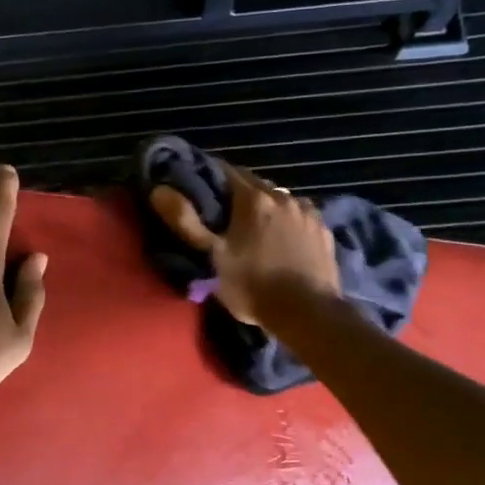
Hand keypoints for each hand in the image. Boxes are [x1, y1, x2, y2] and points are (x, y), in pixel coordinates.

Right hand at [150, 163, 338, 324]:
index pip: (226, 170)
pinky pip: (300, 216)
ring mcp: (308, 213)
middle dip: (237, 194)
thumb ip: (185, 222)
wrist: (308, 314)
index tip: (198, 189)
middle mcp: (283, 196)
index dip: (209, 177)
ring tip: (254, 230)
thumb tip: (159, 190)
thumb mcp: (211, 257)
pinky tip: (283, 241)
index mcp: (253, 198)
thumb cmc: (253, 285)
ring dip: (266, 207)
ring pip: (279, 200)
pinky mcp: (324, 231)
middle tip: (223, 216)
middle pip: (254, 184)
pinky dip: (288, 221)